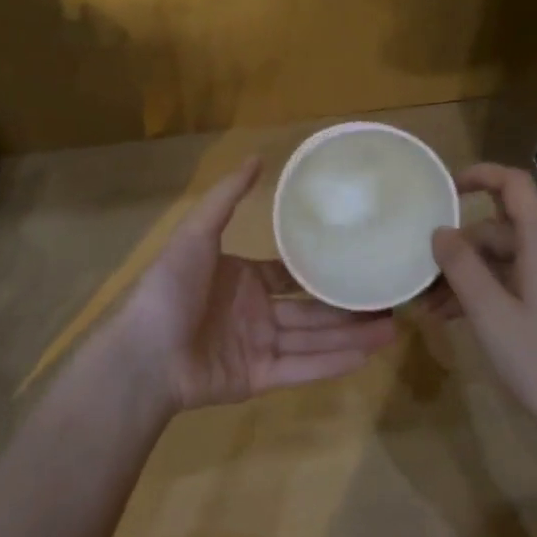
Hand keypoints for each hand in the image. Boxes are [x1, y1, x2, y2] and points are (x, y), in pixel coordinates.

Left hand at [114, 156, 398, 410]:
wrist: (143, 354)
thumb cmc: (169, 289)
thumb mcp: (197, 233)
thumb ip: (227, 197)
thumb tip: (258, 156)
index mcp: (242, 279)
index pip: (290, 274)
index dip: (322, 270)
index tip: (360, 262)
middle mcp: (255, 312)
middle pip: (311, 309)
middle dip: (348, 306)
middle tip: (391, 300)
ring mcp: (258, 347)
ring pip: (314, 339)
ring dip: (352, 335)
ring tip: (393, 327)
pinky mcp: (259, 380)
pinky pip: (302, 369)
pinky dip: (333, 363)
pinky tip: (368, 355)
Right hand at [425, 163, 536, 440]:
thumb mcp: (490, 313)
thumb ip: (462, 267)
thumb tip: (440, 231)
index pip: (516, 186)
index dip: (481, 176)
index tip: (443, 189)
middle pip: (502, 229)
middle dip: (460, 247)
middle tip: (422, 275)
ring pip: (505, 260)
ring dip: (468, 275)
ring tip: (430, 306)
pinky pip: (516, 282)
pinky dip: (487, 292)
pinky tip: (455, 318)